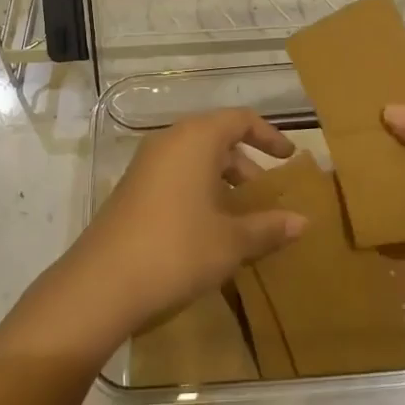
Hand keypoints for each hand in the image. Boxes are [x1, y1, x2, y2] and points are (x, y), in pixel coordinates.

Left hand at [51, 110, 308, 348]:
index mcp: (196, 139)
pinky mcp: (131, 189)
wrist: (102, 284)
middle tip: (265, 197)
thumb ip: (268, 227)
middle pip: (217, 139)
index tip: (289, 158)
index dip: (269, 136)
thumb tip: (302, 221)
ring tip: (241, 218)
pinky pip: (175, 176)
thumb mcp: (231, 241)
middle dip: (245, 165)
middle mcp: (169, 141)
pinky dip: (198, 191)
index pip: (240, 120)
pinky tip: (208, 230)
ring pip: (194, 160)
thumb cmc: (177, 249)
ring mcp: (145, 165)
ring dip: (222, 182)